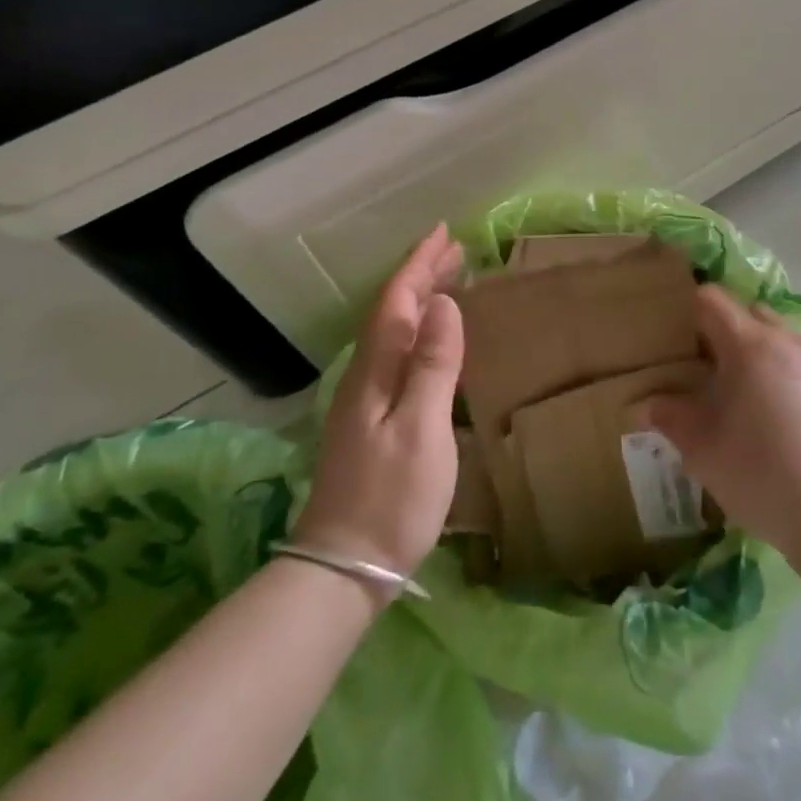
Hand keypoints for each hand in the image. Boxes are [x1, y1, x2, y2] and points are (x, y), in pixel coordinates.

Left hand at [293, 225, 464, 579]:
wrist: (345, 567)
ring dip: (420, 302)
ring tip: (448, 283)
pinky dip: (418, 334)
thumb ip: (433, 364)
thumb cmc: (391, 498)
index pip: (398, 302)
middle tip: (455, 251)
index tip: (444, 233)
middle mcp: (364, 377)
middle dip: (421, 277)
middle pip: (393, 313)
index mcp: (375, 371)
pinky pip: (397, 356)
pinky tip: (431, 343)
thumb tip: (443, 303)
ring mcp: (364, 402)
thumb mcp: (422, 428)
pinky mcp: (371, 423)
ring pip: (394, 334)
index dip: (420, 265)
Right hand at [645, 286, 800, 565]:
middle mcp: (787, 340)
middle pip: (747, 312)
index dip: (688, 311)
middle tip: (702, 369)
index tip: (674, 340)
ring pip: (776, 335)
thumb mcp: (700, 447)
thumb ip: (668, 416)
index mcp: (750, 345)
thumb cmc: (758, 473)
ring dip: (753, 350)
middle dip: (722, 330)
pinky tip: (772, 414)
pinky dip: (779, 369)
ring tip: (738, 393)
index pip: (712, 300)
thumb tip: (645, 405)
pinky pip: (798, 359)